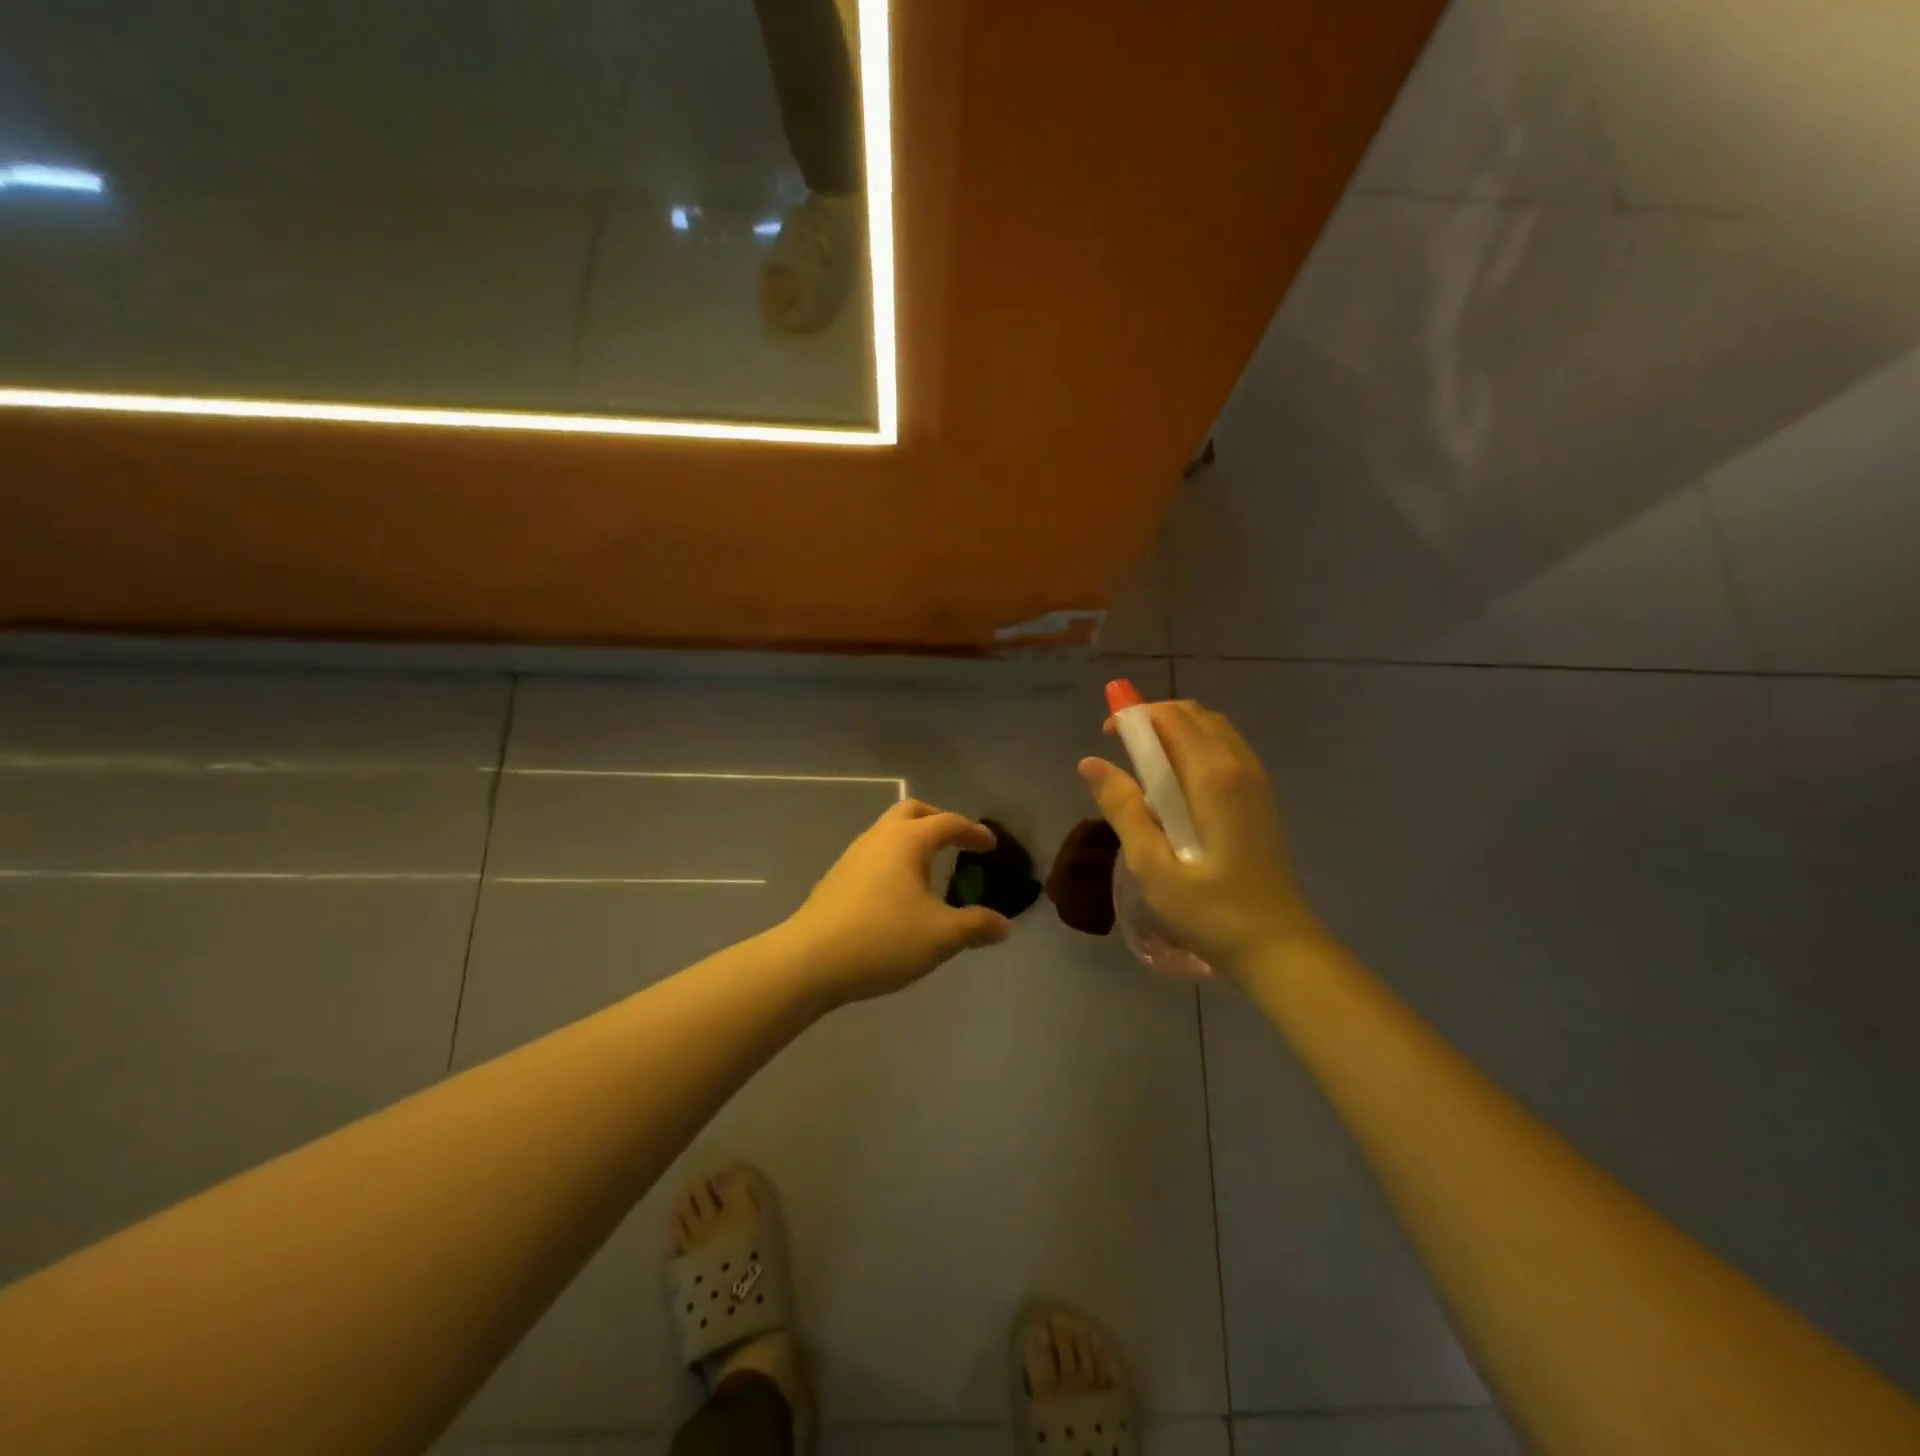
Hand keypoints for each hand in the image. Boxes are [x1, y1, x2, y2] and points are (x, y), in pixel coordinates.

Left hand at [781, 799, 1011, 1006]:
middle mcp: (879, 838)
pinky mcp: (837, 878)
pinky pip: (874, 854)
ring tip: (930, 868)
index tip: (990, 844)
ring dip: (913, 839)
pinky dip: (895, 858)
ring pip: (888, 831)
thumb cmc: (882, 939)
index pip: (948, 823)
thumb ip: (975, 927)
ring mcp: (853, 856)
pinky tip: (899, 892)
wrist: (808, 961)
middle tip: (957, 841)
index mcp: (908, 841)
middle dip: (938, 820)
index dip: (973, 831)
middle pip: (912, 812)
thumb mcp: (940, 937)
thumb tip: (1003, 926)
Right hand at [1078, 701, 1325, 975]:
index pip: (1170, 717)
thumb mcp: (1152, 865)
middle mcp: (1239, 765)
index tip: (1107, 737)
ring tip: (1145, 767)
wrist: (1280, 947)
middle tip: (1121, 751)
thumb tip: (1090, 762)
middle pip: (1193, 715)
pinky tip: (1178, 789)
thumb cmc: (1211, 911)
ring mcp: (1257, 780)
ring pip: (1213, 730)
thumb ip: (1122, 808)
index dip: (1134, 716)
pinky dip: (1196, 750)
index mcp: (1212, 775)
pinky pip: (1226, 751)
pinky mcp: (1262, 799)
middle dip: (1153, 719)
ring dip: (1176, 733)